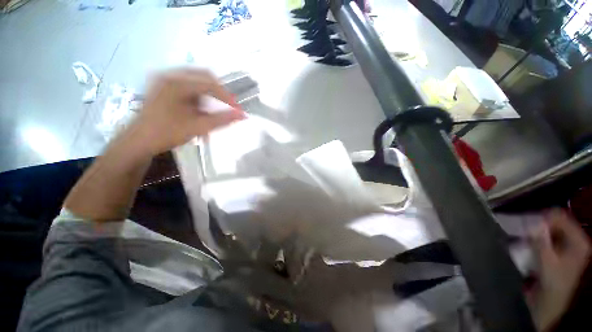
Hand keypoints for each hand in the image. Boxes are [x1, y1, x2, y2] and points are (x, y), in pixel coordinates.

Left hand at [132, 68, 245, 155]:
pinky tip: (199, 108)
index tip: (237, 109)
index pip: (210, 83)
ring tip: (212, 109)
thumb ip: (222, 120)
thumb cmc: (167, 133)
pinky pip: (187, 83)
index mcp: (177, 83)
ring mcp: (164, 78)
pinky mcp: (162, 85)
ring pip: (196, 79)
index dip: (227, 96)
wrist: (138, 141)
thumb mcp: (198, 127)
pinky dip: (198, 94)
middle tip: (227, 107)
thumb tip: (243, 115)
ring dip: (208, 93)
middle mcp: (170, 75)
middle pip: (204, 76)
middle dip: (219, 92)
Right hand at [528, 210, 590, 330]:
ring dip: (536, 230)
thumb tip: (532, 223)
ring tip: (522, 233)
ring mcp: (567, 245)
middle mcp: (575, 239)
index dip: (542, 217)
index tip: (525, 221)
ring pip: (550, 228)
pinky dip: (536, 236)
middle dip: (538, 223)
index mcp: (579, 241)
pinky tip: (527, 240)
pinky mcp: (558, 249)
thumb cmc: (552, 283)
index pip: (560, 217)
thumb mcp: (547, 263)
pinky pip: (547, 235)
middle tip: (520, 226)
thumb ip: (541, 242)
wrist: (550, 301)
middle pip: (556, 222)